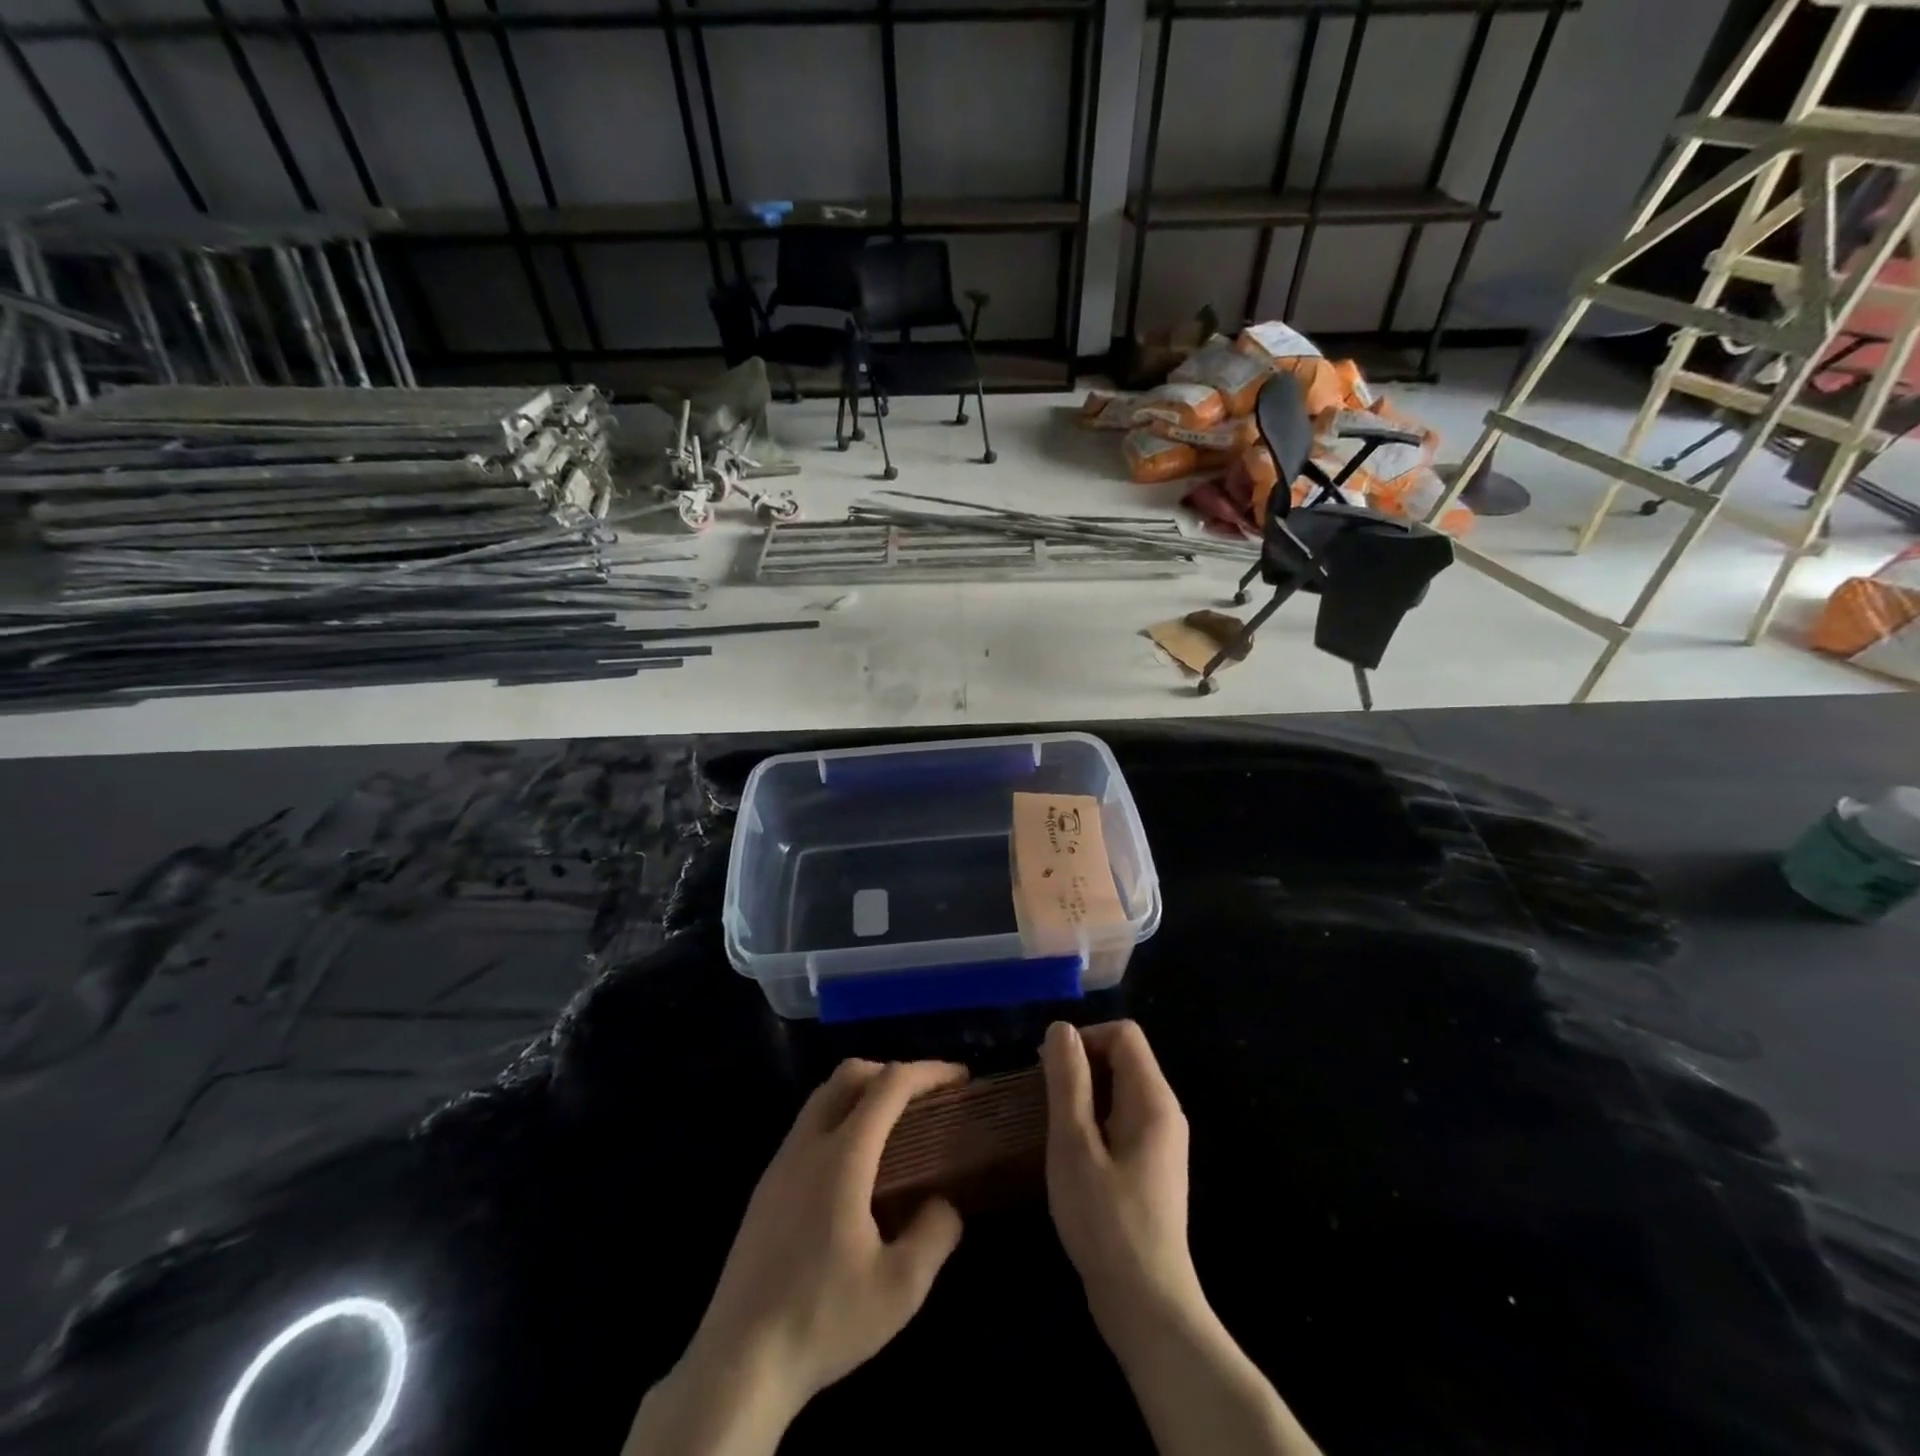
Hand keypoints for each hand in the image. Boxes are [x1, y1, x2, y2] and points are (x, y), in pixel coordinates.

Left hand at [664, 1060, 968, 1437]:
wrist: (738, 1362)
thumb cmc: (823, 1319)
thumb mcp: (900, 1289)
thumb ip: (935, 1235)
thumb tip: (945, 1204)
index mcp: (843, 1156)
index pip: (890, 1085)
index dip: (928, 1071)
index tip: (960, 1077)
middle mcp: (808, 1144)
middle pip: (849, 1075)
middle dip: (892, 1071)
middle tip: (925, 1098)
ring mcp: (780, 1163)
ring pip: (823, 1097)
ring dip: (862, 1092)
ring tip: (894, 1126)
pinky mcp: (765, 1187)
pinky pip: (807, 1126)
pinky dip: (839, 1118)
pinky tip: (854, 1167)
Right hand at [1041, 1021, 1202, 1345]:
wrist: (1146, 1305)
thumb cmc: (1105, 1220)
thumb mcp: (1074, 1144)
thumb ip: (1068, 1081)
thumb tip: (1061, 1029)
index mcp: (1153, 1099)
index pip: (1124, 1034)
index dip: (1085, 1038)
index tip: (1049, 1068)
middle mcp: (1165, 1111)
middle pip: (1124, 1057)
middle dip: (1081, 1065)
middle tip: (1043, 1098)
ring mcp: (1161, 1141)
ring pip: (1120, 1089)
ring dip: (1084, 1093)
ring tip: (1052, 1125)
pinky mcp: (1152, 1166)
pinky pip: (1122, 1118)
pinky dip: (1094, 1119)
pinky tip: (1071, 1152)